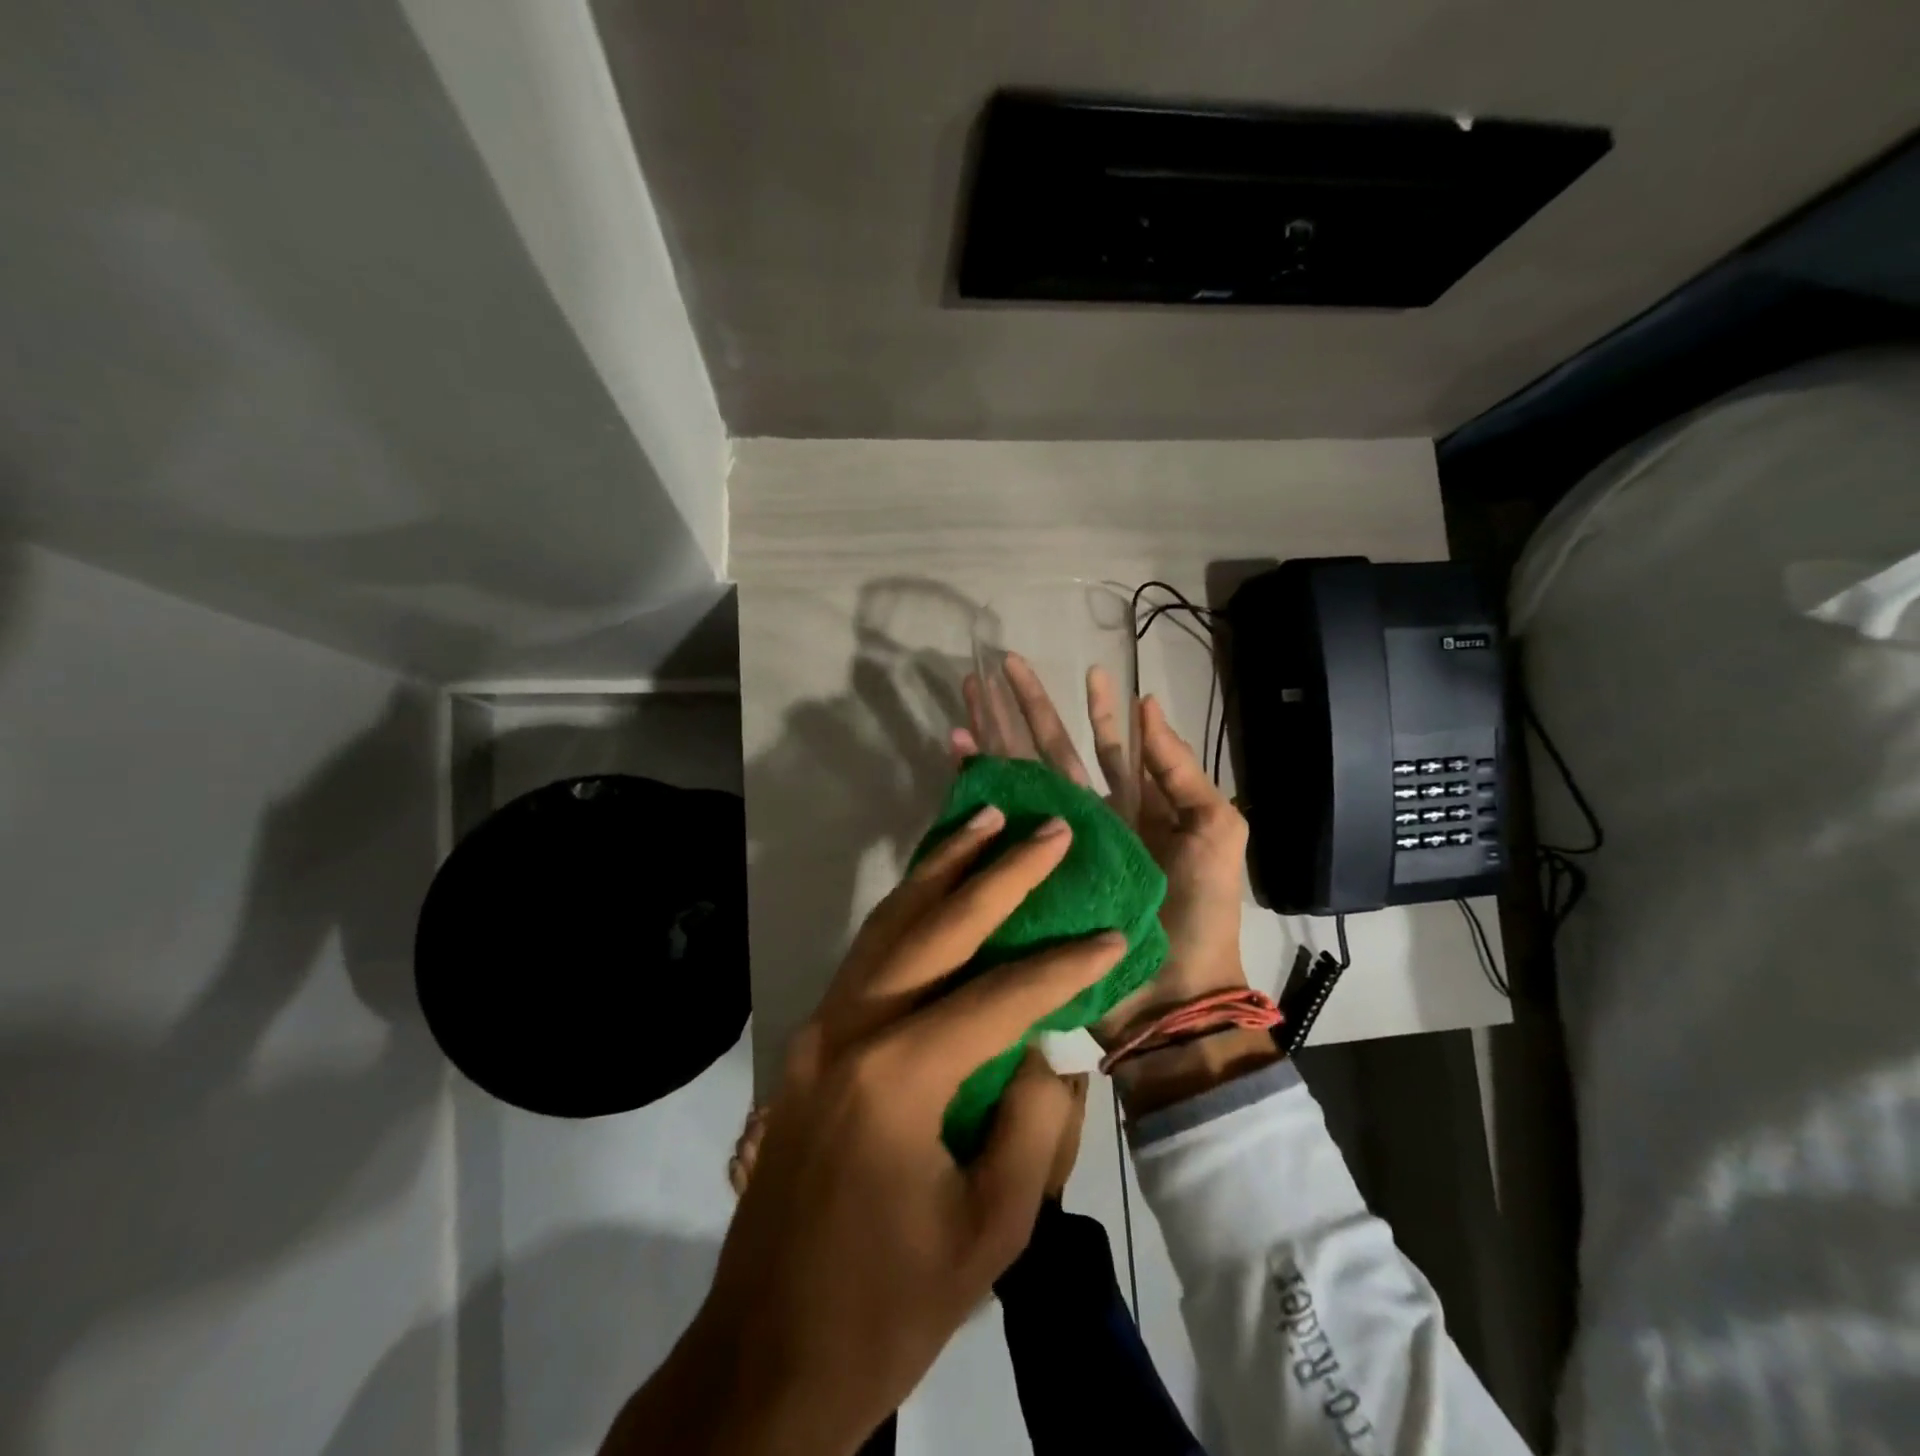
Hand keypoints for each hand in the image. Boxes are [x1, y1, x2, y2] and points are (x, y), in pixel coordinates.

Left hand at [604, 809, 1120, 1455]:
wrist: (766, 1355)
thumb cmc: (887, 1304)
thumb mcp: (990, 1228)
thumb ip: (1033, 1124)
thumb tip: (1045, 1049)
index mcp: (898, 1075)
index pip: (999, 997)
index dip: (1063, 965)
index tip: (1114, 933)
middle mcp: (852, 1028)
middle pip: (936, 927)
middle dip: (999, 872)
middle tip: (1045, 828)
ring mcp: (821, 1027)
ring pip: (889, 922)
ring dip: (942, 868)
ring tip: (984, 820)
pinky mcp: (810, 1040)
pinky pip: (867, 953)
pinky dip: (906, 906)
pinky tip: (934, 886)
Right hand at [955, 654, 1251, 1038]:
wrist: (1168, 995)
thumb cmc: (1199, 908)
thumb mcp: (1214, 829)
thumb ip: (1180, 769)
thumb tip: (1148, 705)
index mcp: (1134, 807)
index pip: (1108, 747)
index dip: (1097, 710)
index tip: (1088, 672)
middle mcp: (1089, 818)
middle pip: (1053, 751)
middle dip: (1029, 708)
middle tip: (1004, 666)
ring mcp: (1055, 843)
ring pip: (1021, 777)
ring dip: (995, 736)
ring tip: (969, 696)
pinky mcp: (1028, 869)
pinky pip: (1001, 821)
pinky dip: (977, 787)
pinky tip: (958, 756)